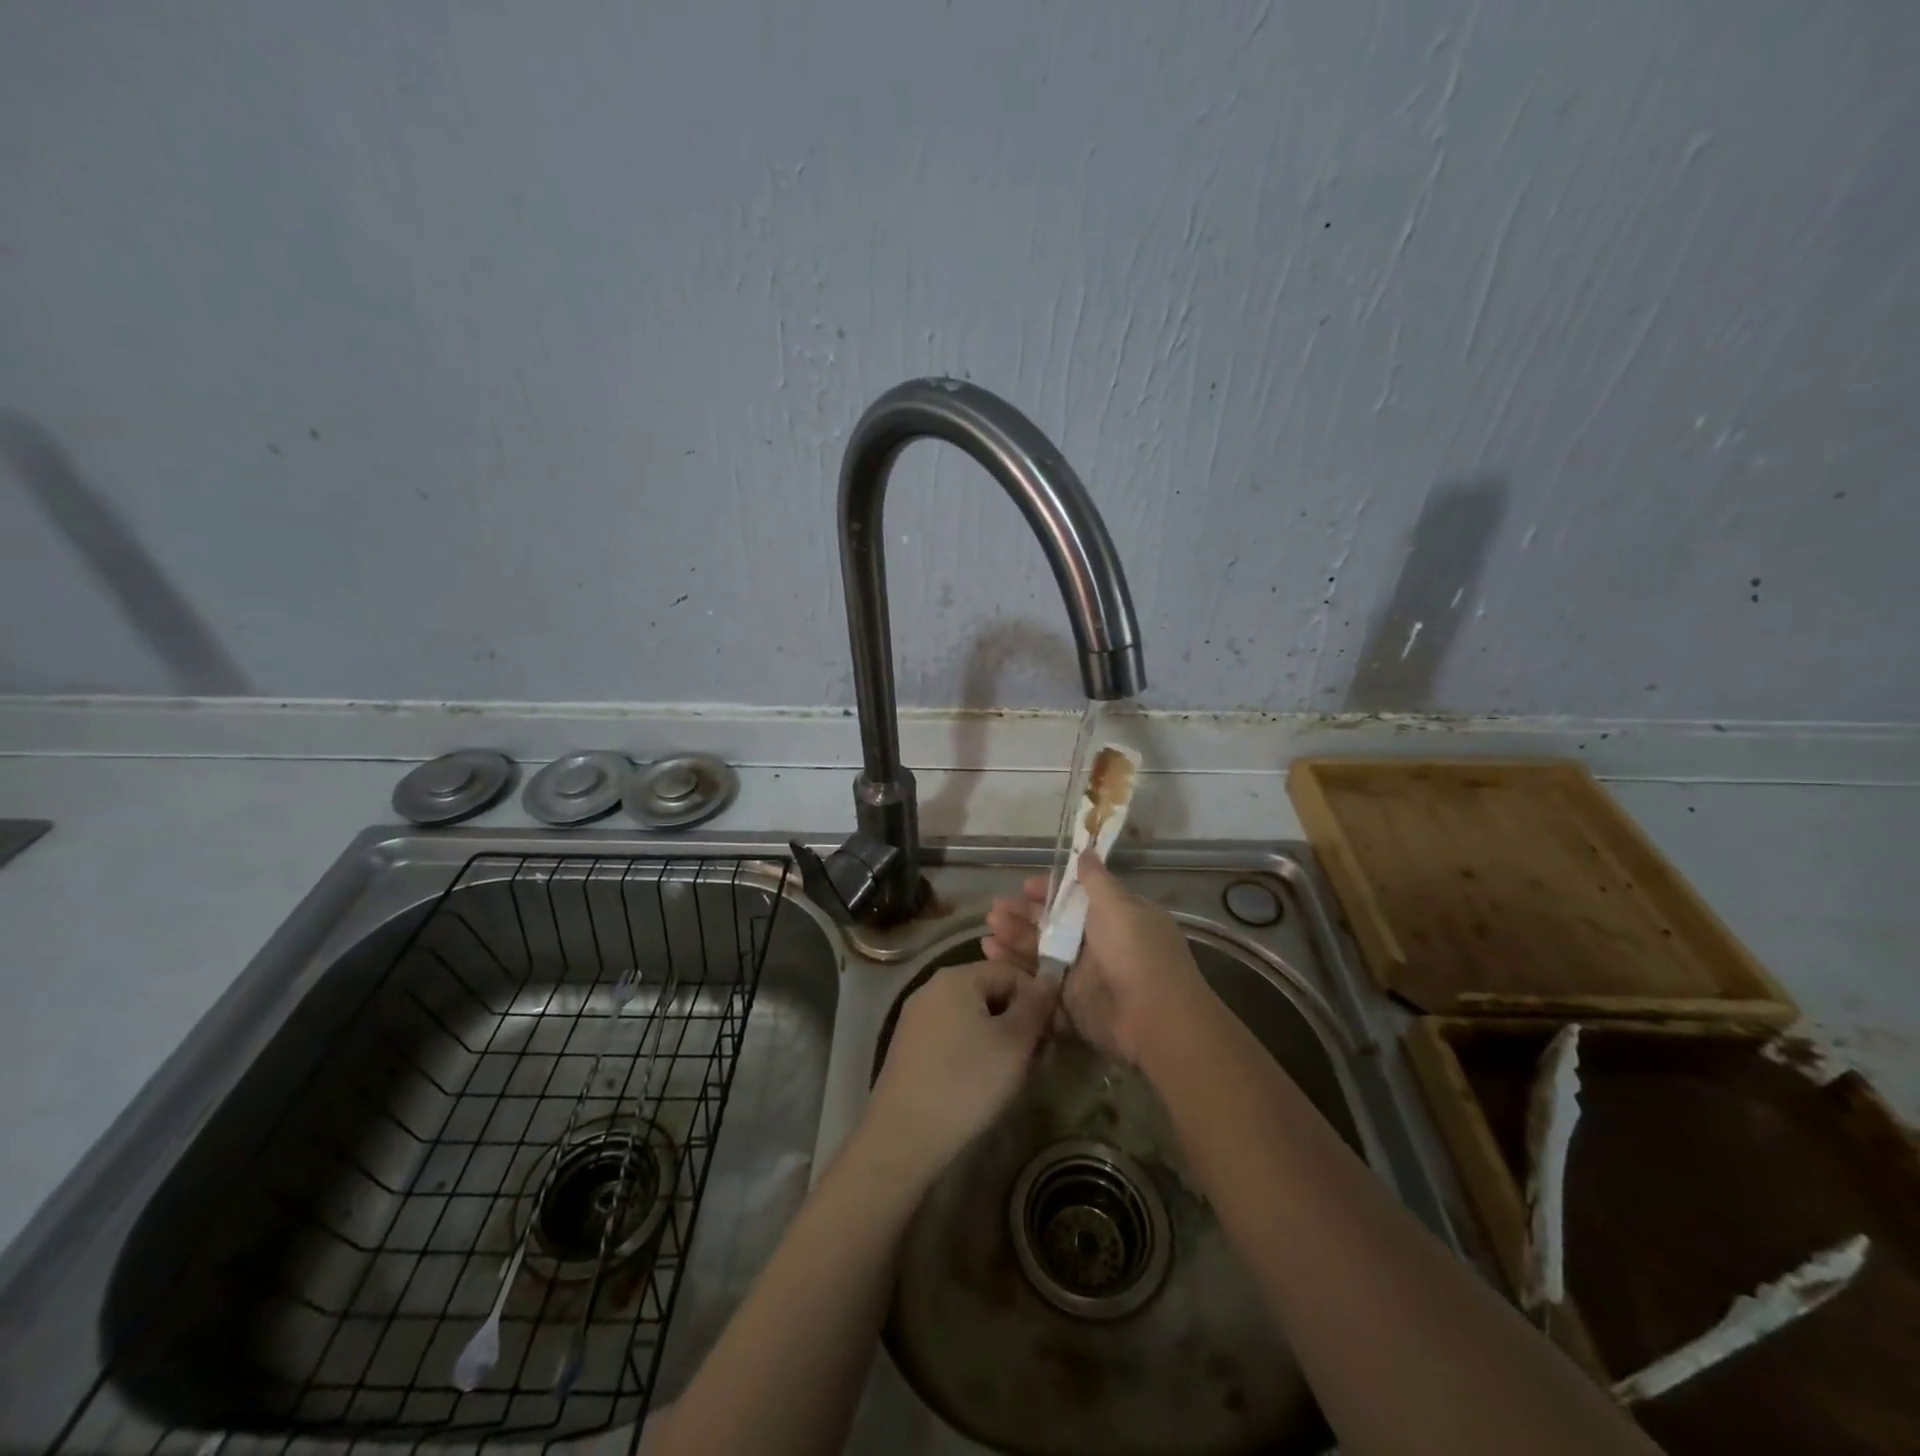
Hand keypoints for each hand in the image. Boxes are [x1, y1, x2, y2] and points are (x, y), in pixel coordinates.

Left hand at [861, 959, 1056, 1184]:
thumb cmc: (966, 1082)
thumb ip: (1036, 1004)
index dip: (1038, 1000)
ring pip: (973, 1016)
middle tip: (1036, 1059)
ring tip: (1013, 1074)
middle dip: (1018, 1021)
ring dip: (999, 1038)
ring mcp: (918, 1017)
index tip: (1052, 1036)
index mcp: (957, 977)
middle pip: (990, 991)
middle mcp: (932, 987)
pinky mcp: (910, 1045)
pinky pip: (953, 1035)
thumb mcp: (1014, 1042)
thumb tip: (1050, 976)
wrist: (904, 1135)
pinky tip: (982, 1081)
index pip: (1011, 972)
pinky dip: (974, 1050)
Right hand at [982, 851, 1210, 1066]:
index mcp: (1114, 916)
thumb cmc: (1136, 953)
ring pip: (1041, 952)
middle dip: (1023, 916)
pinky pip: (1038, 982)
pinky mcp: (1070, 1003)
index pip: (1076, 897)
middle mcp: (1098, 943)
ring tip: (986, 934)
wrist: (1155, 1021)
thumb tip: (1086, 850)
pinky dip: (1015, 971)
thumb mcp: (1118, 907)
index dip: (1049, 890)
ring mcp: (1084, 975)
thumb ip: (1096, 881)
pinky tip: (991, 958)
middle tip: (993, 911)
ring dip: (1014, 940)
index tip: (1024, 886)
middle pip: (1053, 924)